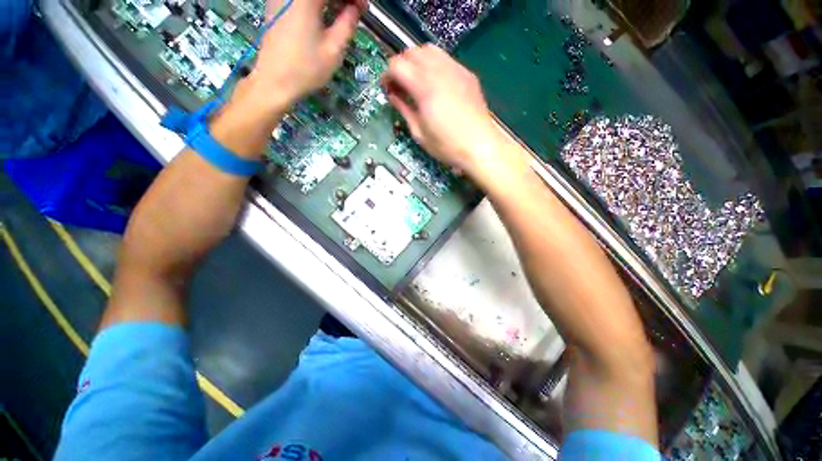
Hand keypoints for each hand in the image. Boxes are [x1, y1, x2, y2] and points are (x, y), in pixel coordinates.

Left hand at [241, 0, 366, 110]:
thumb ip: (347, 24)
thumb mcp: (334, 49)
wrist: (274, 82)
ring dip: (330, 1)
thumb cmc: (306, 68)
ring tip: (343, 13)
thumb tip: (355, 9)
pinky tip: (325, 13)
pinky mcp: (276, 5)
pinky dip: (316, 4)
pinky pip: (300, 0)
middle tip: (355, 10)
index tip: (364, 8)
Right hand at [382, 44, 524, 176]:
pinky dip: (435, 65)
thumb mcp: (419, 133)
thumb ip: (404, 110)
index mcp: (424, 87)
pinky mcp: (467, 75)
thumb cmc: (447, 146)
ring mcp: (456, 70)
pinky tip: (436, 84)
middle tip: (401, 86)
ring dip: (418, 62)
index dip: (387, 76)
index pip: (397, 65)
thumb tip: (394, 96)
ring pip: (429, 50)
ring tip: (417, 82)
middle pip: (412, 52)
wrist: (480, 147)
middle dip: (401, 66)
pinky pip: (446, 59)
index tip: (388, 89)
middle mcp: (439, 71)